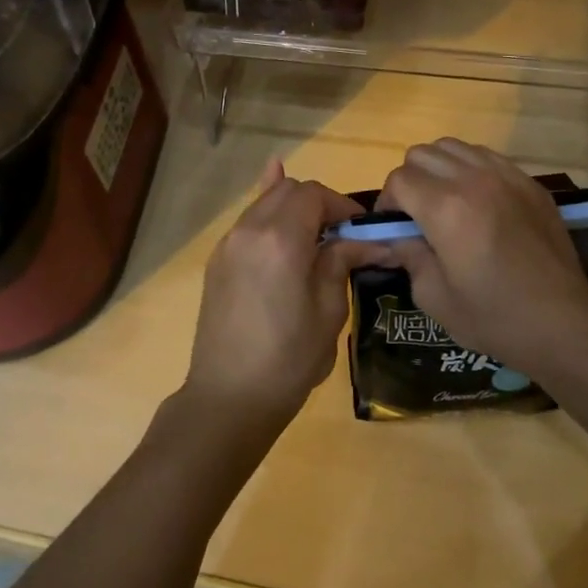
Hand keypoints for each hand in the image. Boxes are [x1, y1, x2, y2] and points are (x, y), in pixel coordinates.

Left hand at [184, 160, 374, 438]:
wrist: (228, 397)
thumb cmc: (288, 360)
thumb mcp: (328, 311)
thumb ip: (342, 262)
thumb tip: (370, 240)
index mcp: (281, 239)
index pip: (314, 195)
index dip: (342, 205)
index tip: (361, 229)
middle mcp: (249, 229)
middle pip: (288, 190)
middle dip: (318, 203)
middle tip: (341, 235)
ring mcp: (228, 243)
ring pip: (265, 202)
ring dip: (293, 208)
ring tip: (315, 236)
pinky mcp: (217, 260)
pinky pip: (247, 222)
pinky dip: (268, 216)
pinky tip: (281, 223)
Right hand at [373, 139, 587, 380]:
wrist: (564, 324)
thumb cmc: (494, 317)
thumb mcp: (433, 297)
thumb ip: (408, 256)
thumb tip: (398, 236)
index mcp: (446, 209)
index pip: (399, 180)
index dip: (388, 203)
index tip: (394, 228)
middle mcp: (474, 180)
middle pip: (422, 154)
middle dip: (410, 181)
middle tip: (417, 215)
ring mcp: (506, 176)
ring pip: (454, 147)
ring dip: (439, 169)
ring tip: (446, 202)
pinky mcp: (529, 183)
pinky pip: (487, 156)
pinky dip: (471, 169)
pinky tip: (478, 201)